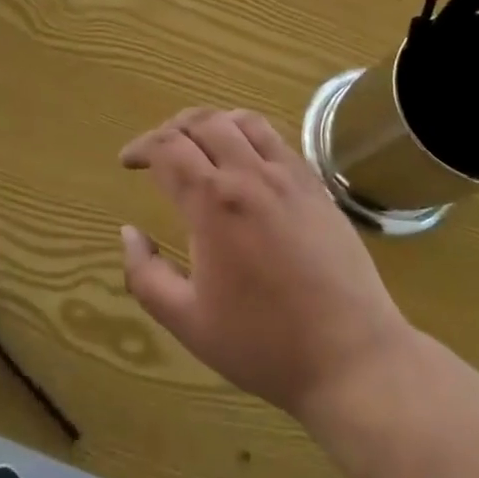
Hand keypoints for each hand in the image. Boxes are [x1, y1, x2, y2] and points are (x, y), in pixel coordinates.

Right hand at [119, 107, 417, 422]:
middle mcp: (248, 174)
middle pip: (201, 122)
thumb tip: (128, 233)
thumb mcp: (188, 323)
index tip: (127, 161)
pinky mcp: (315, 185)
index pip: (167, 148)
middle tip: (156, 152)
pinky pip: (275, 137)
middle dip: (170, 129)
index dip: (140, 147)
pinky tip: (243, 157)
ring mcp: (287, 175)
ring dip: (209, 122)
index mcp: (213, 202)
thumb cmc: (263, 344)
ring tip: (197, 143)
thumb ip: (146, 275)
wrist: (351, 357)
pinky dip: (247, 131)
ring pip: (241, 120)